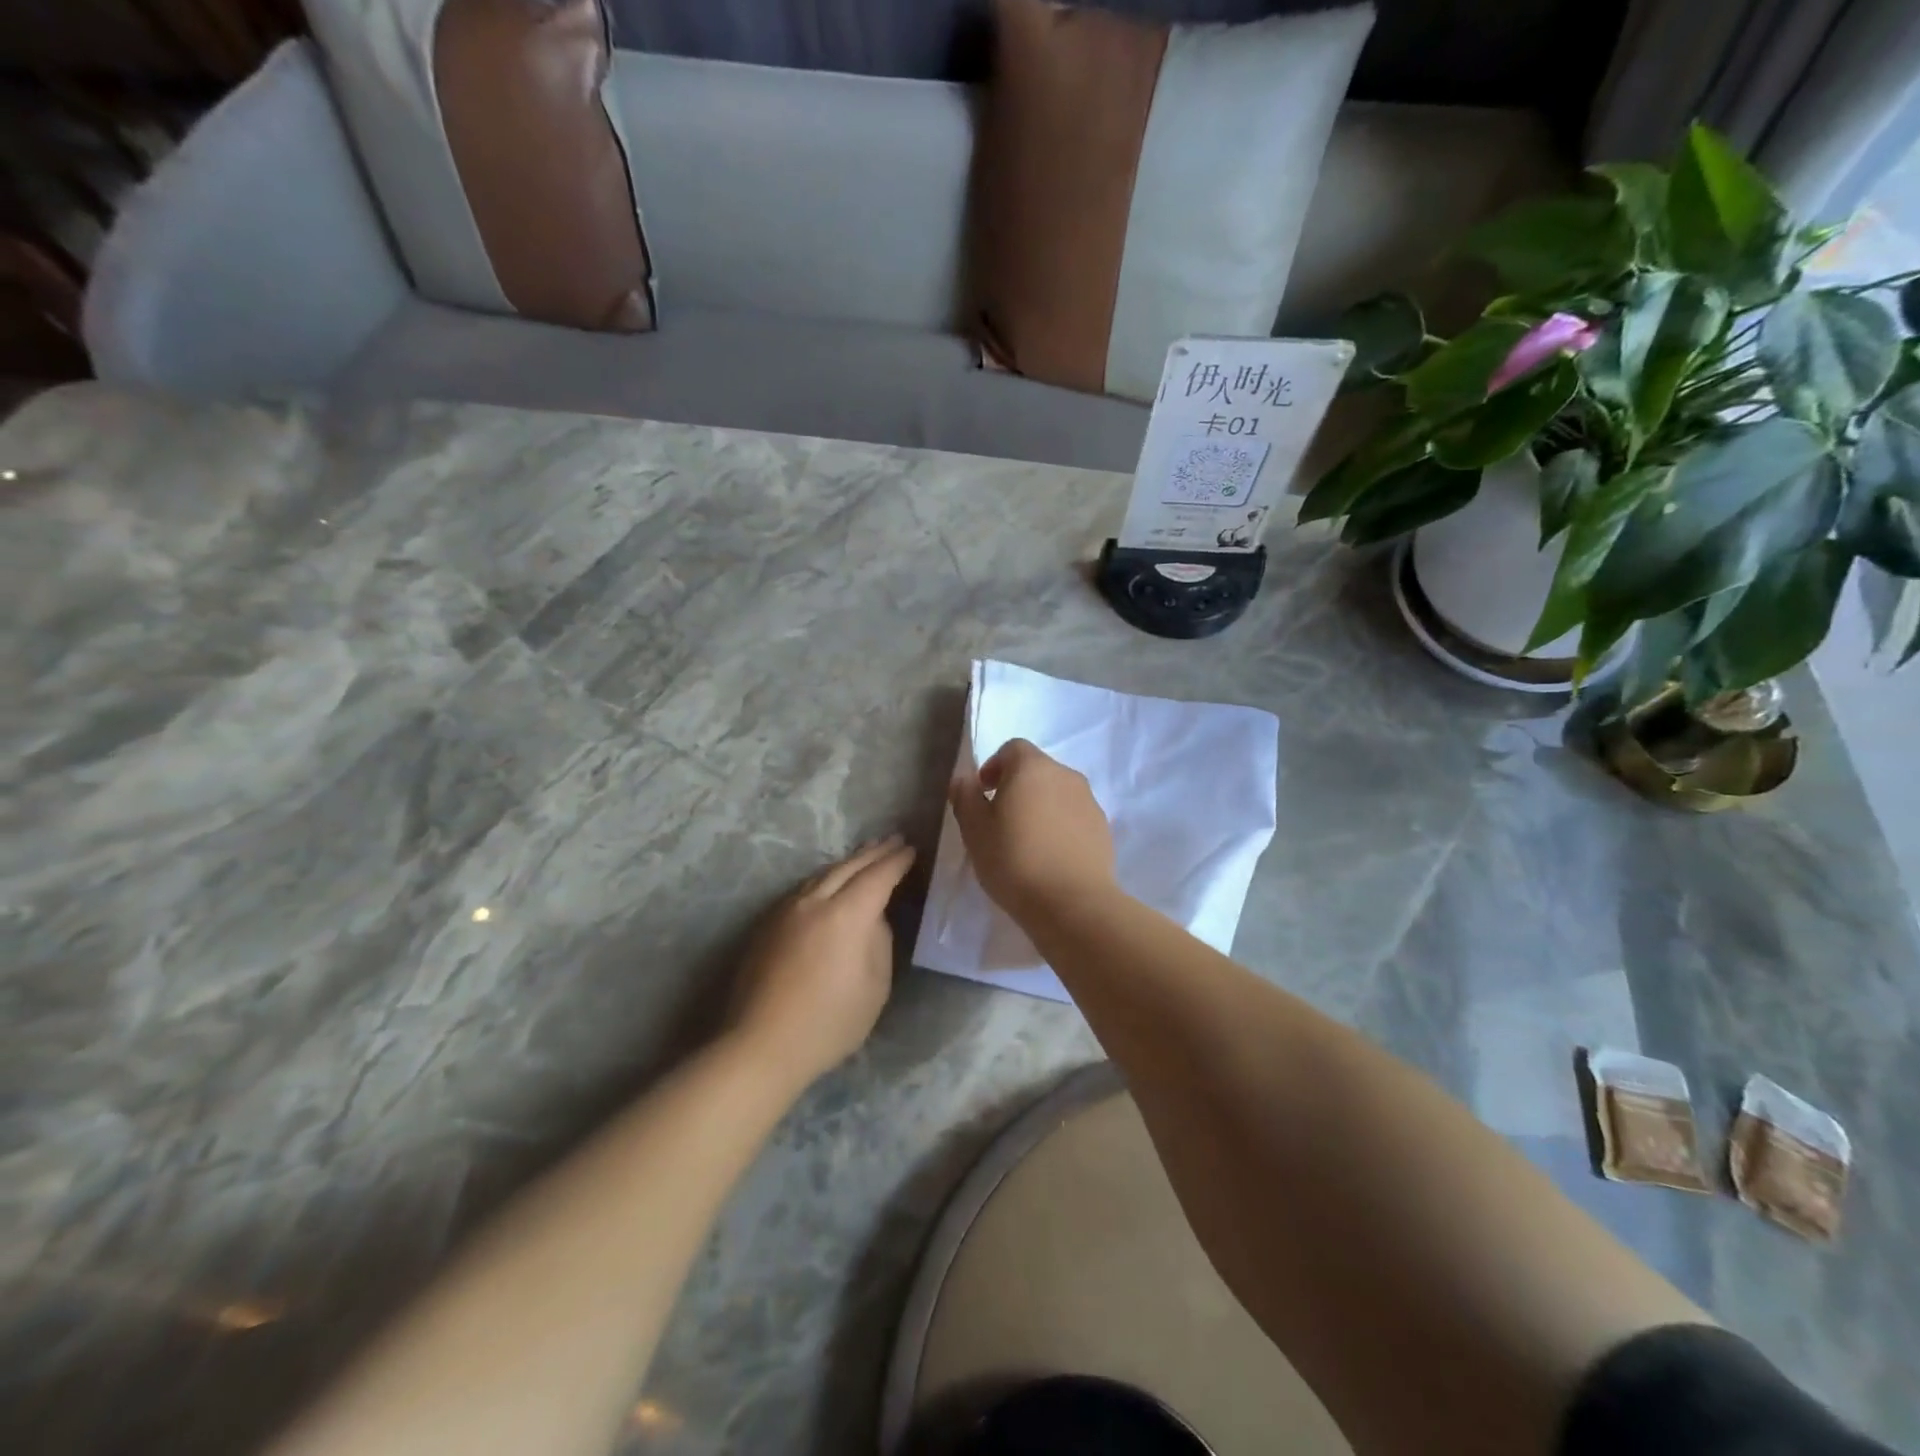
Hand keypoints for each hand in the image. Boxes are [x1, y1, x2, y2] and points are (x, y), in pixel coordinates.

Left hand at [728, 836, 916, 1089]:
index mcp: (846, 915)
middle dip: (874, 852)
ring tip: (866, 855)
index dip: (897, 862)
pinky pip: (805, 888)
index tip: (911, 850)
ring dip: (848, 862)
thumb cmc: (829, 1023)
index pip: (878, 876)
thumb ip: (879, 942)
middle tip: (894, 840)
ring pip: (823, 874)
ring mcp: (787, 910)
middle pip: (849, 867)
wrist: (761, 1044)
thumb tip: (872, 919)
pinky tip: (831, 881)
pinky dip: (827, 877)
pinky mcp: (769, 924)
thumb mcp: (875, 987)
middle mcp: (814, 902)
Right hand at [948, 739, 1115, 921]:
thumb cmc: (1014, 860)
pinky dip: (1060, 826)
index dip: (994, 766)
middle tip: (1000, 820)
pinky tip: (1050, 856)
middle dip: (1017, 787)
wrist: (1073, 903)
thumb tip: (965, 780)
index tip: (983, 794)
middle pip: (1037, 770)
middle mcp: (1066, 775)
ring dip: (1040, 807)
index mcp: (1033, 767)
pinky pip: (1074, 816)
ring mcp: (1089, 801)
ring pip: (1058, 793)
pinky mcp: (1103, 828)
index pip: (1012, 748)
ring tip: (1027, 841)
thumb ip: (965, 797)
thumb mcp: (974, 830)